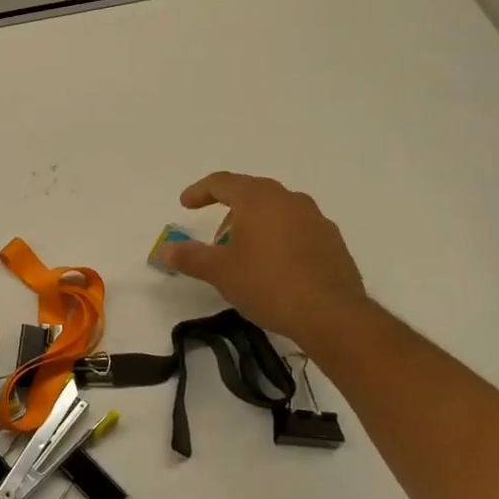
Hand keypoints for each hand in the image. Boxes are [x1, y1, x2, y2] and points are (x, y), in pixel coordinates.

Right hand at [159, 172, 373, 348]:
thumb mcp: (219, 272)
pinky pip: (297, 229)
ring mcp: (315, 218)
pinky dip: (279, 238)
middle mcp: (289, 199)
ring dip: (255, 225)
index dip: (200, 191)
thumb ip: (189, 257)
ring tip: (245, 255)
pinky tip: (275, 266)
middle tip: (216, 241)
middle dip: (229, 212)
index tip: (185, 204)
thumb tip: (165, 250)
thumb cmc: (268, 284)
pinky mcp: (333, 241)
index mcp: (258, 199)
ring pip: (276, 211)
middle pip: (251, 194)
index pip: (222, 182)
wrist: (332, 315)